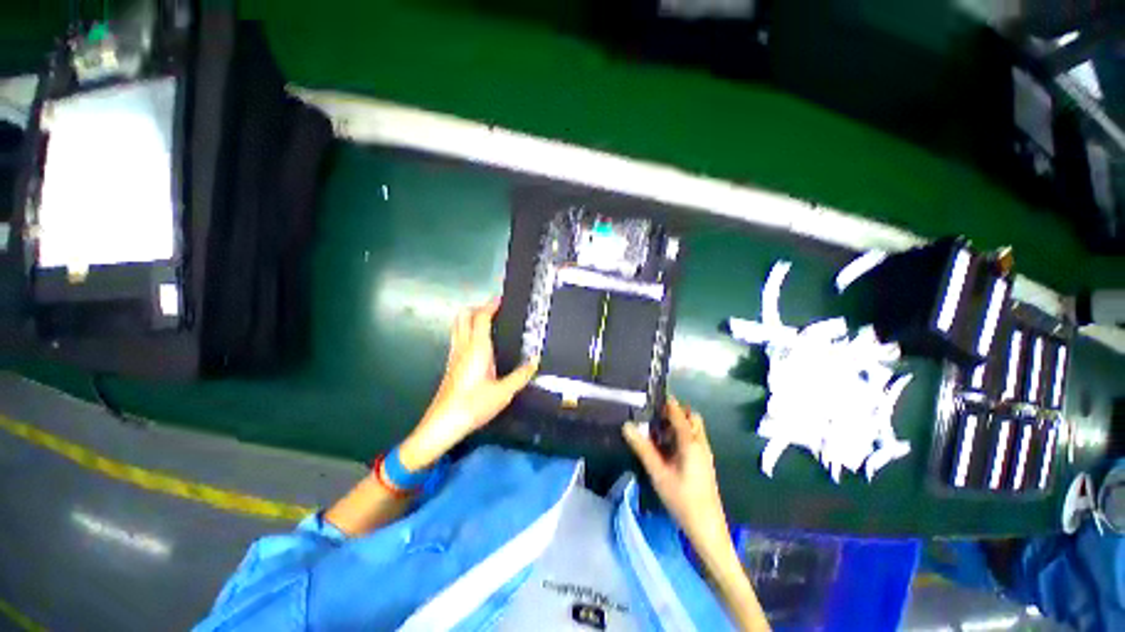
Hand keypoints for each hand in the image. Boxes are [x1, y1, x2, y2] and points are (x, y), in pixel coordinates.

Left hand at [399, 299, 537, 470]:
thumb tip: (534, 362)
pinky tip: (480, 345)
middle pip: (463, 316)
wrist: (443, 424)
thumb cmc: (473, 405)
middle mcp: (463, 347)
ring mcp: (454, 355)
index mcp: (477, 348)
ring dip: (471, 319)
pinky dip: (468, 332)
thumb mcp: (503, 392)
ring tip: (489, 323)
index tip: (501, 299)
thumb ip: (520, 375)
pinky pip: (458, 339)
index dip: (490, 305)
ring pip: (458, 327)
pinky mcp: (451, 365)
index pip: (481, 317)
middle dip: (477, 308)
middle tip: (494, 310)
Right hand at [622, 396, 728, 552]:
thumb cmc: (683, 500)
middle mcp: (701, 443)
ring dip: (678, 423)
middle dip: (675, 412)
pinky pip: (694, 439)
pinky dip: (682, 435)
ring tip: (656, 429)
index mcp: (691, 442)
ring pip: (694, 428)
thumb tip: (626, 426)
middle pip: (691, 417)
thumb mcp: (659, 473)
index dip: (666, 402)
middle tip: (653, 416)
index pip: (679, 413)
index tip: (650, 396)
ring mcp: (704, 453)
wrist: (707, 529)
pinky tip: (667, 447)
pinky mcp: (703, 462)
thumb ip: (643, 448)